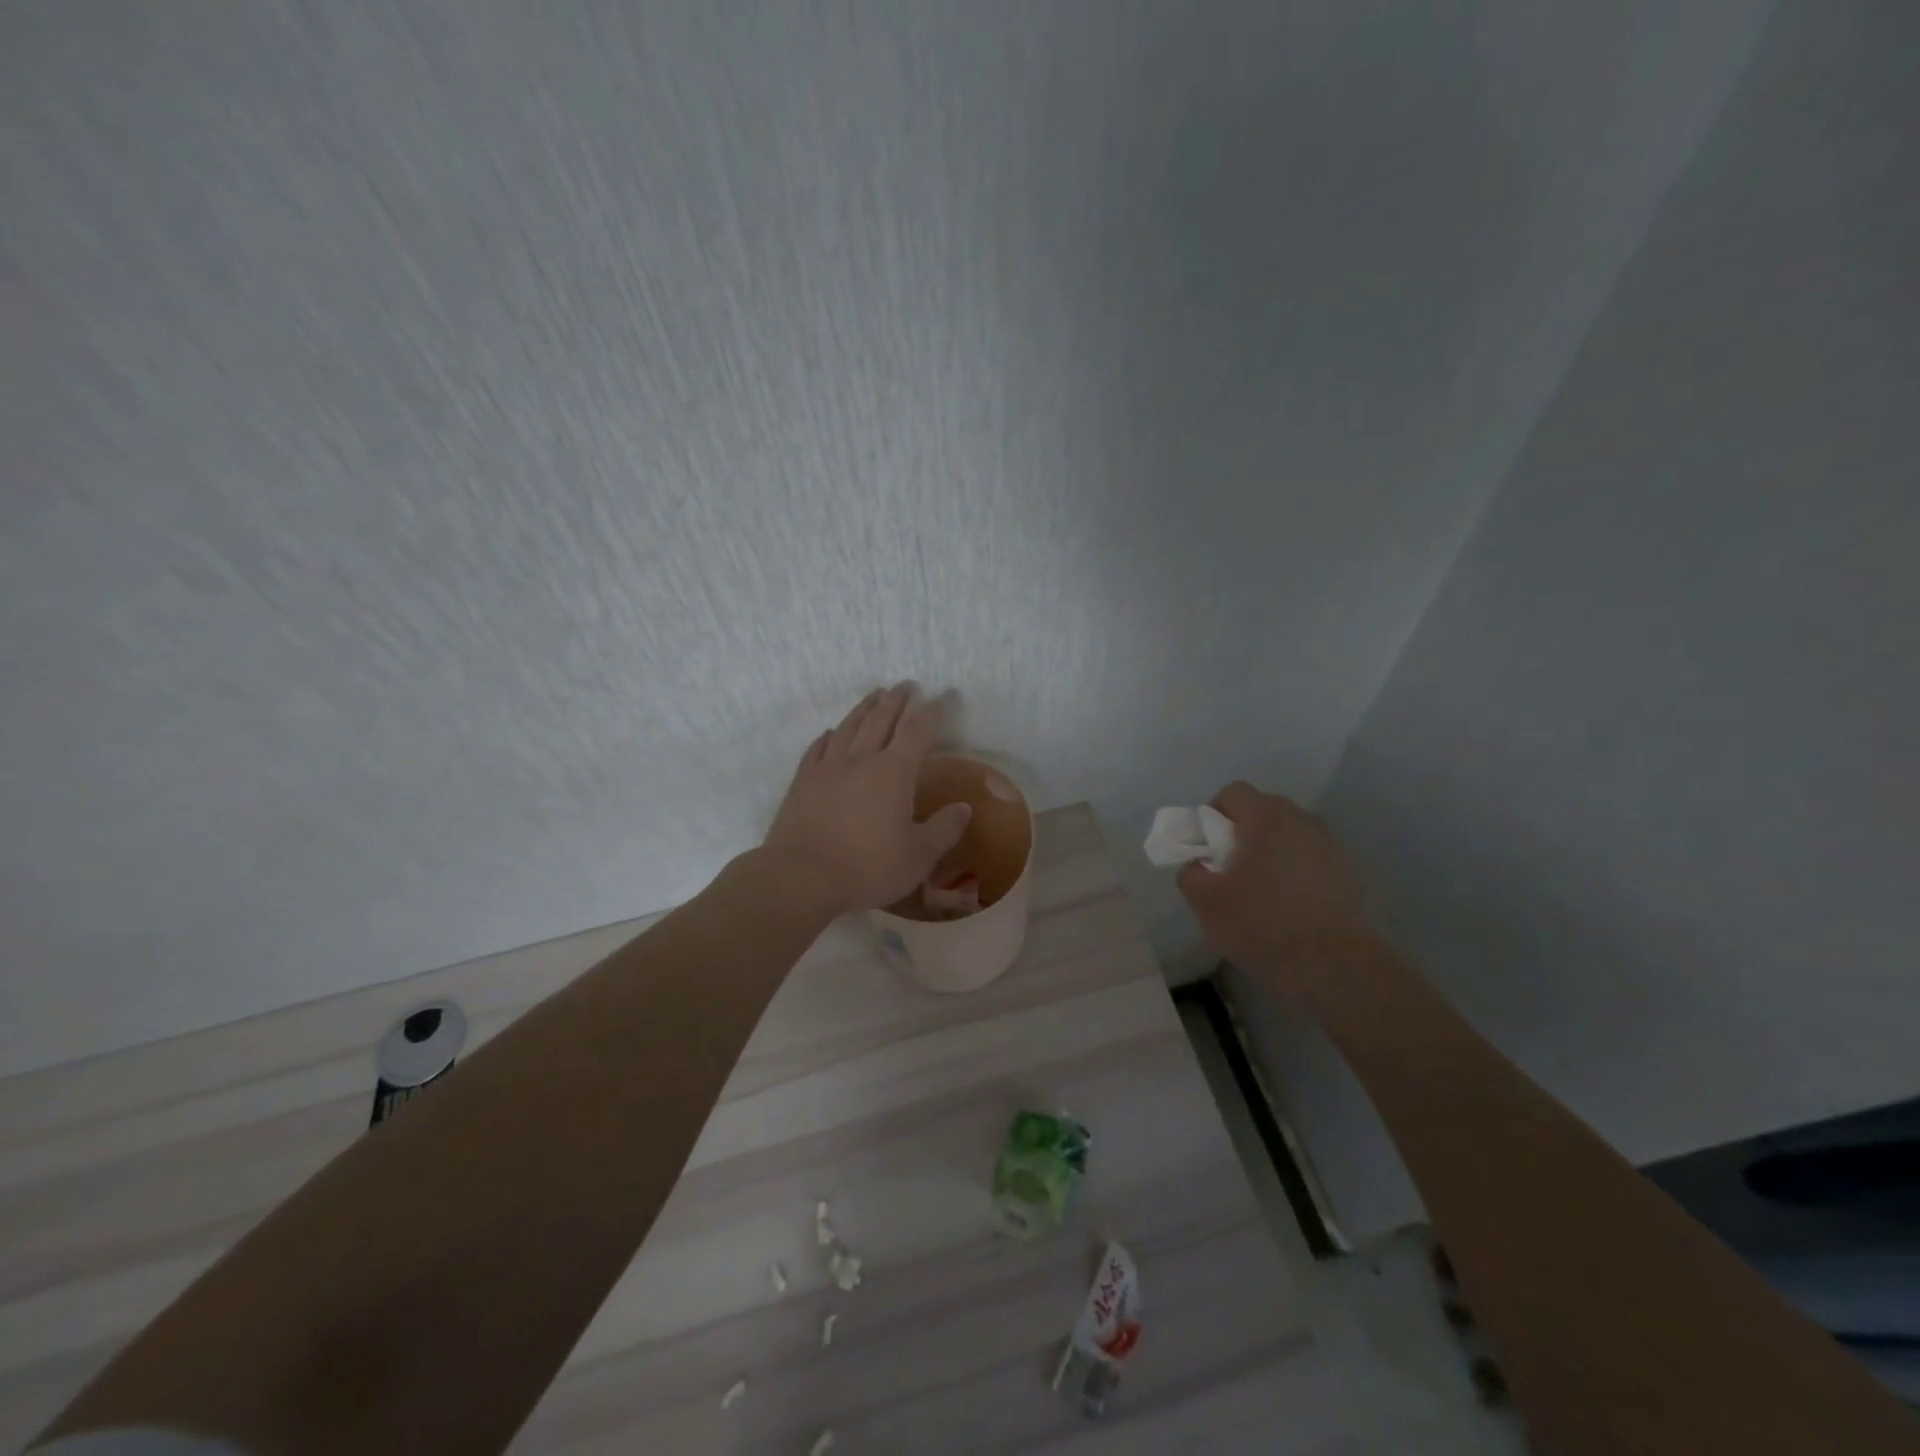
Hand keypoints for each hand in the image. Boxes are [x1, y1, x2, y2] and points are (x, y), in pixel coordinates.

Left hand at [763, 684, 972, 914]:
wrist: (801, 878)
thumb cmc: (867, 868)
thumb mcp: (919, 856)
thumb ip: (945, 829)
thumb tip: (964, 808)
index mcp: (894, 772)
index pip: (917, 731)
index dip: (932, 711)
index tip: (943, 695)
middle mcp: (861, 760)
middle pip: (880, 719)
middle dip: (896, 700)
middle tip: (906, 685)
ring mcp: (827, 768)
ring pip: (849, 727)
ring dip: (864, 708)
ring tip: (874, 694)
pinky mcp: (803, 782)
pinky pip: (818, 748)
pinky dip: (829, 736)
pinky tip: (832, 732)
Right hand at [1177, 781, 1370, 989]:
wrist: (1334, 965)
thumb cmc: (1262, 924)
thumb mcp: (1206, 902)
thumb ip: (1191, 873)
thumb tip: (1199, 865)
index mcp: (1265, 817)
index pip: (1232, 793)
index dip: (1213, 815)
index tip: (1208, 850)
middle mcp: (1301, 820)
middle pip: (1263, 812)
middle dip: (1242, 835)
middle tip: (1230, 871)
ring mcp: (1329, 845)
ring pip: (1288, 837)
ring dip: (1271, 854)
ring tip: (1261, 892)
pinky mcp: (1348, 873)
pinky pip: (1310, 860)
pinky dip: (1295, 874)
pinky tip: (1290, 908)